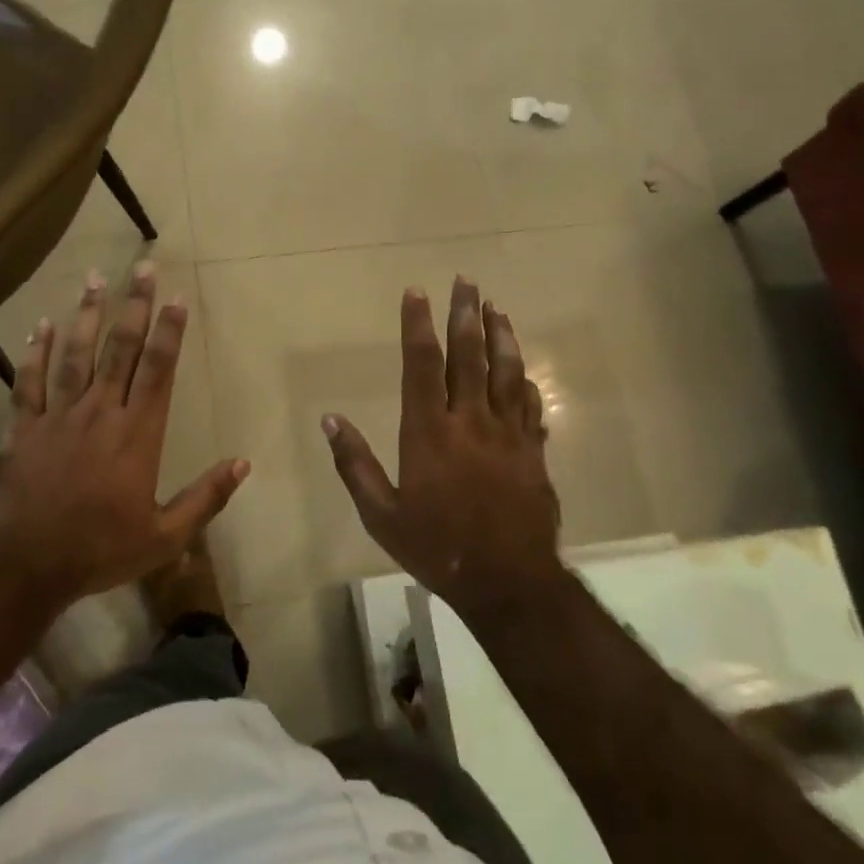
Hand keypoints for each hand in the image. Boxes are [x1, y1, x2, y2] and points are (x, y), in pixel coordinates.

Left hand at [0, 263, 248, 607]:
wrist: (26, 567)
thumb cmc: (99, 551)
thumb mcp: (164, 537)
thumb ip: (206, 498)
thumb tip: (243, 463)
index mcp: (137, 435)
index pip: (158, 371)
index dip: (169, 332)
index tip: (177, 297)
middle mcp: (100, 413)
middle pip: (120, 350)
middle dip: (135, 306)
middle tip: (142, 267)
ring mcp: (58, 416)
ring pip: (76, 355)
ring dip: (87, 314)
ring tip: (95, 278)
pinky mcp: (23, 427)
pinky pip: (29, 381)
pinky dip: (35, 351)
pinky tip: (42, 324)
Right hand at [323, 277, 563, 618]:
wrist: (508, 582)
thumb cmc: (436, 547)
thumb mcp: (381, 514)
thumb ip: (354, 464)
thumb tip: (330, 420)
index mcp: (429, 431)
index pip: (421, 365)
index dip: (418, 325)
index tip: (417, 292)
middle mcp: (470, 421)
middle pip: (468, 356)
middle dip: (465, 314)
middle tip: (466, 281)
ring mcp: (508, 434)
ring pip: (506, 372)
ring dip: (501, 336)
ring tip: (496, 307)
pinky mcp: (533, 452)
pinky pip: (530, 406)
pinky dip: (525, 381)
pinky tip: (522, 369)